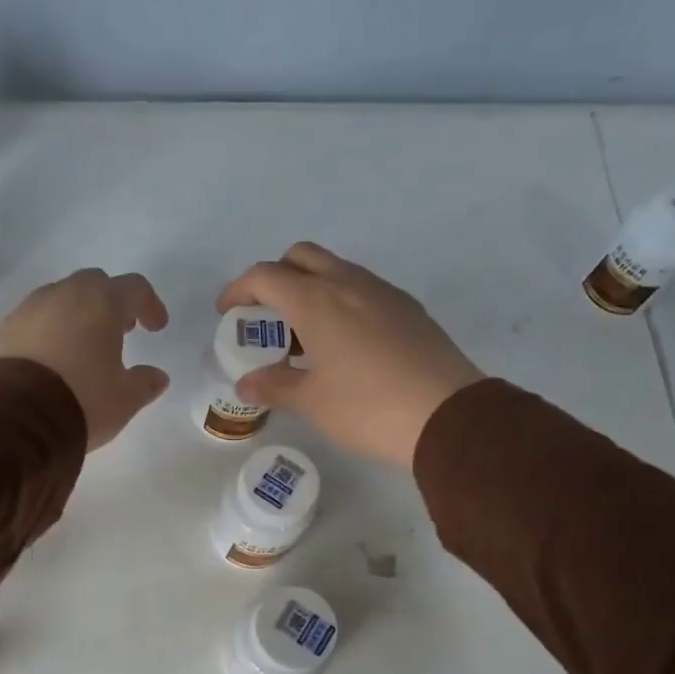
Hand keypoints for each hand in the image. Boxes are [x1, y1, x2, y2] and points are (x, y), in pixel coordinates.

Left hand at [0, 268, 170, 449]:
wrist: (16, 417)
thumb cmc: (82, 400)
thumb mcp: (125, 399)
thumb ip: (145, 383)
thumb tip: (157, 377)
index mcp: (102, 303)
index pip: (134, 287)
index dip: (149, 305)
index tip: (156, 328)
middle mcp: (65, 294)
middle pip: (94, 283)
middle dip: (111, 303)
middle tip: (120, 330)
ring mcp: (29, 308)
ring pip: (60, 298)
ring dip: (77, 314)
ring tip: (83, 345)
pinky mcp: (4, 328)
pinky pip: (34, 319)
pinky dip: (48, 330)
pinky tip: (51, 358)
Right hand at [217, 242, 481, 467]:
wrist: (447, 416)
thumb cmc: (367, 408)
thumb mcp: (312, 402)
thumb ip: (275, 386)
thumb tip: (245, 384)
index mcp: (316, 301)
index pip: (265, 276)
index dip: (239, 289)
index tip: (227, 312)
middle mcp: (348, 283)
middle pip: (301, 257)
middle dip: (276, 277)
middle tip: (267, 315)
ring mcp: (382, 292)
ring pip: (336, 269)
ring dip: (311, 288)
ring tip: (304, 334)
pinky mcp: (407, 308)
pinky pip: (362, 289)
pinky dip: (341, 301)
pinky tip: (343, 343)